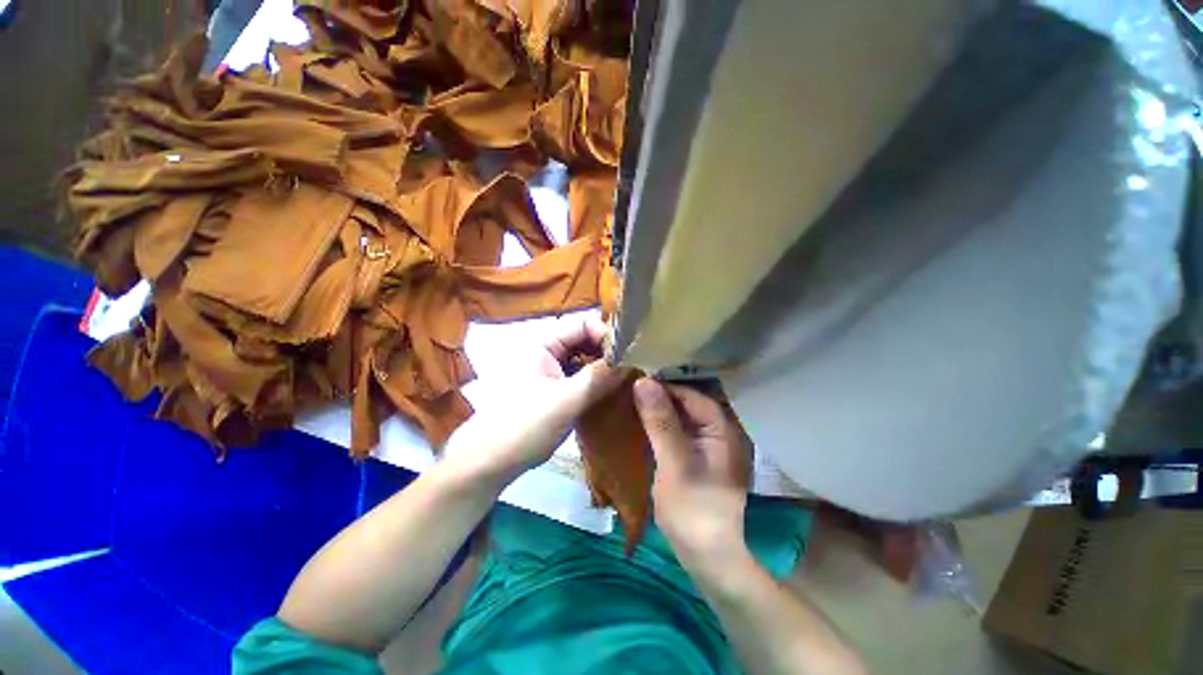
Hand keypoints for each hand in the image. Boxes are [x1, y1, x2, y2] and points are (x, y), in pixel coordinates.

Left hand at [442, 316, 624, 488]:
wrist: (488, 463)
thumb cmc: (524, 426)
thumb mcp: (566, 401)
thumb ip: (599, 378)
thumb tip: (632, 360)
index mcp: (543, 343)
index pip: (583, 324)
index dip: (607, 335)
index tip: (629, 355)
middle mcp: (546, 351)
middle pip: (584, 341)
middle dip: (608, 352)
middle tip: (633, 368)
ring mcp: (549, 371)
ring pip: (583, 360)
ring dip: (603, 368)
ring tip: (626, 380)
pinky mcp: (552, 389)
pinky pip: (579, 377)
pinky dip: (595, 381)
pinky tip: (610, 392)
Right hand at [634, 379, 752, 570]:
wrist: (708, 558)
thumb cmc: (693, 510)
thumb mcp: (674, 463)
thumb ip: (660, 422)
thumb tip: (643, 381)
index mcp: (723, 430)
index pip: (692, 395)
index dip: (665, 386)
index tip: (636, 380)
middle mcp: (721, 432)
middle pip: (688, 403)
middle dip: (661, 395)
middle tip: (631, 388)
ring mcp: (710, 445)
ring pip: (682, 416)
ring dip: (659, 409)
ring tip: (633, 400)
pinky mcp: (699, 456)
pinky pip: (679, 430)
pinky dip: (662, 424)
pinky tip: (643, 422)